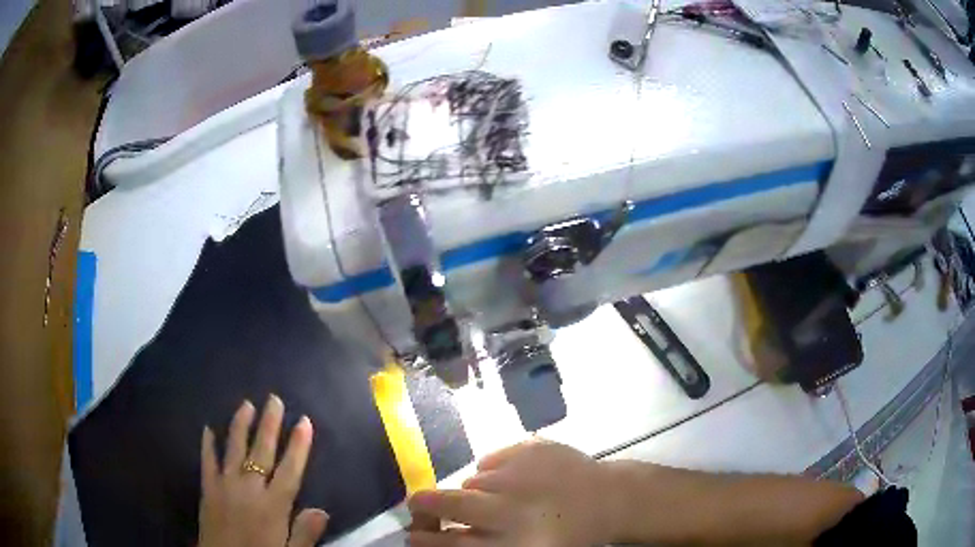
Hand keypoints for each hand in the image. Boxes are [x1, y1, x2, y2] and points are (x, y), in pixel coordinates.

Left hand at [198, 395, 328, 546]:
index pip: (289, 470)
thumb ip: (305, 533)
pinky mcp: (208, 488)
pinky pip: (207, 461)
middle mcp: (249, 489)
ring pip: (234, 449)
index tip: (304, 421)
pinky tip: (209, 428)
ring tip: (246, 404)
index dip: (298, 446)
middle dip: (269, 425)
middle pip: (261, 452)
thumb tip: (322, 510)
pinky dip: (208, 444)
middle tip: (274, 399)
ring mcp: (225, 485)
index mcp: (273, 506)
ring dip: (240, 425)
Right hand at [408, 440, 613, 546]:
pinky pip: (493, 458)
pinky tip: (517, 478)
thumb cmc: (571, 536)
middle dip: (426, 505)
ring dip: (477, 489)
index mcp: (510, 541)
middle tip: (418, 505)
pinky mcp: (530, 448)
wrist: (611, 499)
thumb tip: (449, 535)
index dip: (425, 539)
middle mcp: (509, 508)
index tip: (411, 535)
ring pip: (473, 480)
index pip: (451, 542)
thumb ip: (485, 545)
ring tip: (501, 495)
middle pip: (449, 504)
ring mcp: (519, 474)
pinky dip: (497, 470)